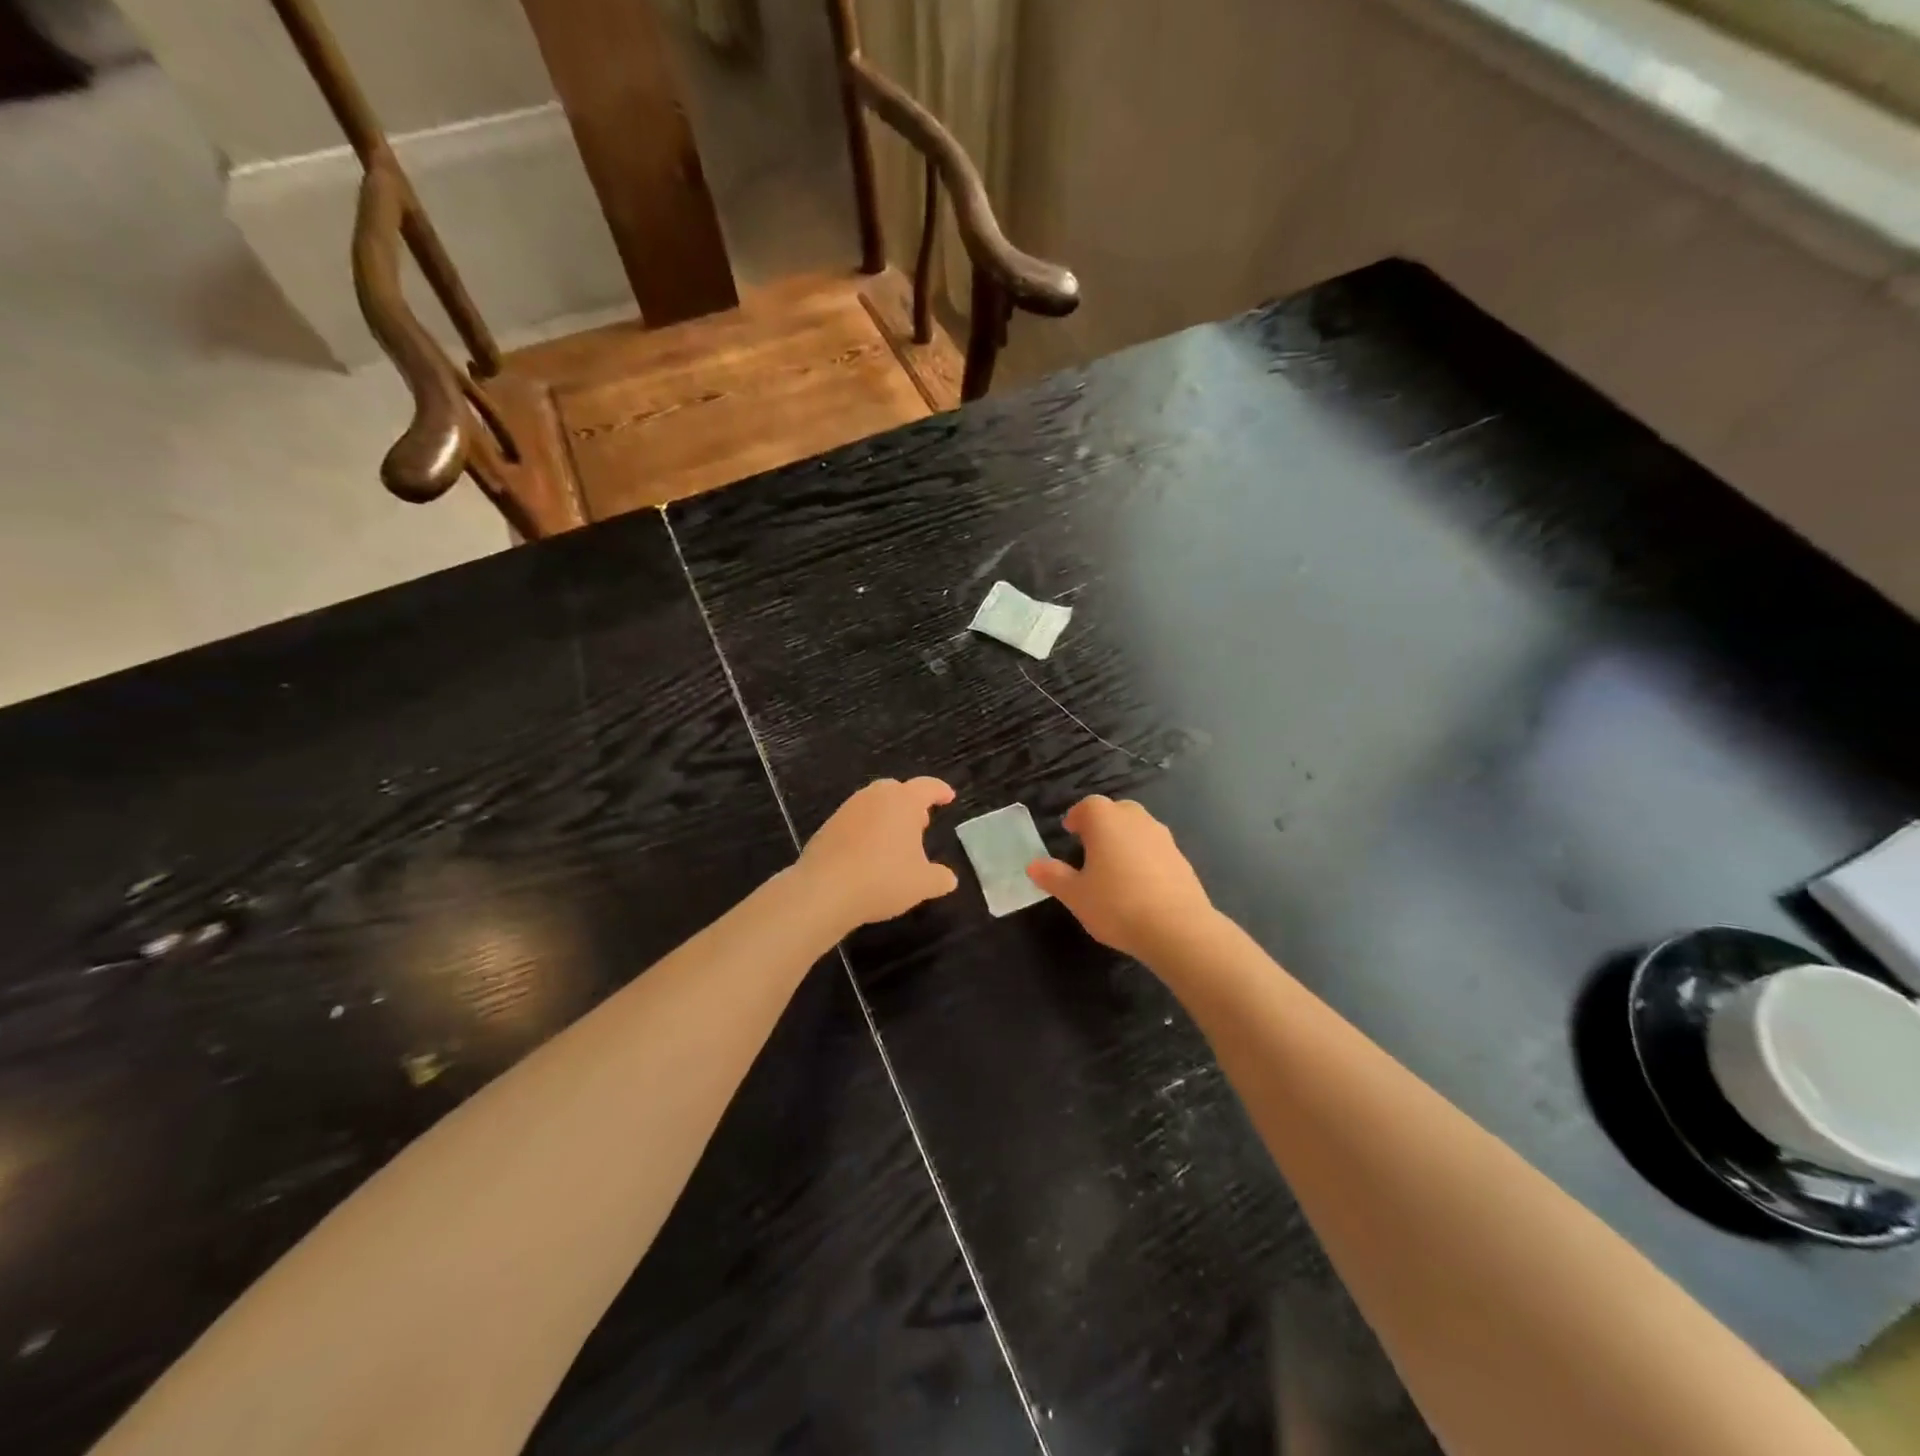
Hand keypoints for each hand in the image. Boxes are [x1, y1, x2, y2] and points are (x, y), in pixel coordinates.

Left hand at [798, 778, 959, 927]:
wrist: (824, 890)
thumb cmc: (883, 879)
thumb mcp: (922, 884)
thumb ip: (940, 878)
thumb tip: (948, 878)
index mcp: (903, 801)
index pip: (927, 787)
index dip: (940, 791)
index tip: (948, 797)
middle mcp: (875, 797)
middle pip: (897, 790)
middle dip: (911, 804)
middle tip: (921, 823)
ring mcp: (848, 809)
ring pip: (873, 804)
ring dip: (887, 817)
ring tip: (895, 842)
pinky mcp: (828, 826)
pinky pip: (855, 821)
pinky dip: (866, 830)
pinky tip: (869, 855)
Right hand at [1027, 796, 1214, 962]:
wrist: (1177, 928)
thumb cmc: (1116, 905)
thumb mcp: (1075, 895)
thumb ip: (1053, 876)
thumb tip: (1033, 864)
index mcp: (1106, 820)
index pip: (1087, 806)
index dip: (1076, 817)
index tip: (1069, 832)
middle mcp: (1136, 819)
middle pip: (1116, 811)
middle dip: (1102, 824)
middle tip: (1090, 848)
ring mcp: (1163, 837)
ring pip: (1138, 828)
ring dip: (1125, 840)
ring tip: (1114, 868)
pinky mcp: (1181, 858)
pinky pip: (1156, 849)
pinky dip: (1144, 858)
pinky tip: (1139, 885)